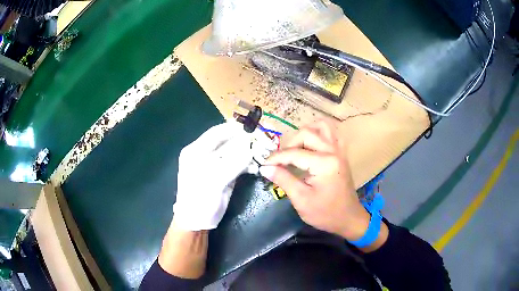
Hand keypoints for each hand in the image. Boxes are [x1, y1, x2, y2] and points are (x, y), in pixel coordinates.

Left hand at [173, 121, 251, 230]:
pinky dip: (247, 164)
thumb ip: (233, 163)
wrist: (197, 221)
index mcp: (196, 150)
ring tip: (262, 152)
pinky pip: (237, 164)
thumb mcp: (214, 180)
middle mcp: (205, 154)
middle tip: (262, 139)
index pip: (216, 133)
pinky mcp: (224, 174)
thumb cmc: (199, 199)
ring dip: (248, 152)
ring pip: (234, 152)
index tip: (252, 127)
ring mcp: (215, 165)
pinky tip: (256, 166)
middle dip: (244, 141)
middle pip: (227, 141)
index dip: (234, 129)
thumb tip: (251, 148)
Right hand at [259, 121, 369, 240]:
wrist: (348, 218)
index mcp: (324, 163)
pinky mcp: (341, 153)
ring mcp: (339, 150)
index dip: (275, 158)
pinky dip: (319, 134)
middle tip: (280, 160)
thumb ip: (283, 180)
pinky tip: (311, 146)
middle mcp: (333, 151)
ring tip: (295, 148)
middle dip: (289, 144)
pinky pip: (331, 133)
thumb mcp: (301, 199)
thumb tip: (265, 168)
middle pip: (307, 133)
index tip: (263, 165)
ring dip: (305, 133)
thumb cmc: (325, 213)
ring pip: (321, 126)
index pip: (294, 153)